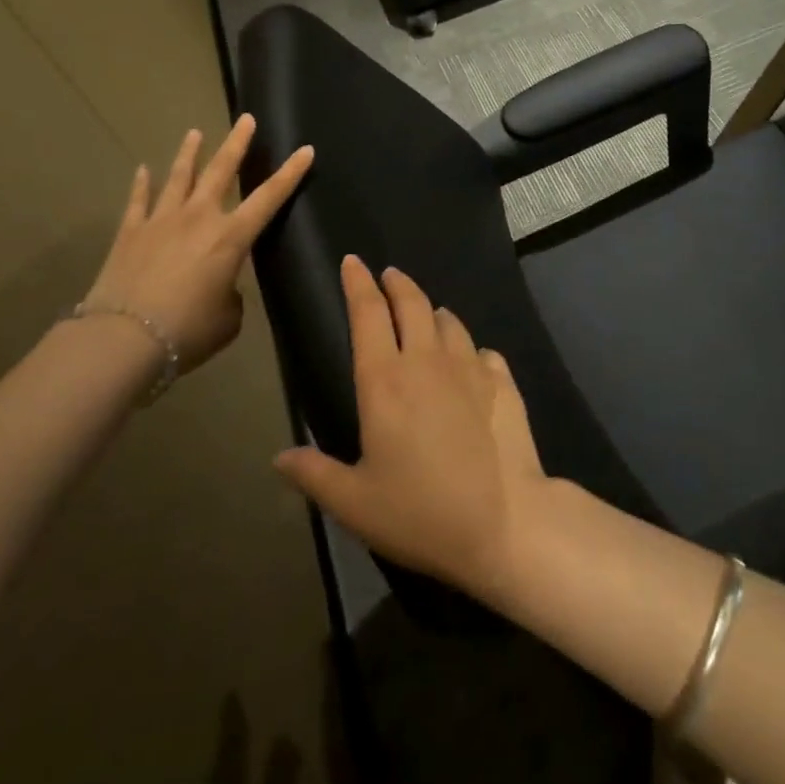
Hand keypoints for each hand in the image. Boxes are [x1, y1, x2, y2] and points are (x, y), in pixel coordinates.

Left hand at [82, 115, 312, 374]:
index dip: (290, 173)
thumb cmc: (187, 331)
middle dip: (237, 143)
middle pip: (221, 171)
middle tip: (246, 119)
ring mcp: (161, 221)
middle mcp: (199, 218)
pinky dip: (142, 184)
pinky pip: (138, 201)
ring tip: (195, 133)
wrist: (122, 339)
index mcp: (231, 237)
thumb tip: (219, 288)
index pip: (269, 197)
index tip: (305, 149)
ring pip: (179, 177)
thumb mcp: (227, 319)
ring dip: (190, 153)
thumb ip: (230, 295)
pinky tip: (143, 170)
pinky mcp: (130, 233)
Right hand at [273, 257, 549, 601]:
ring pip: (449, 322)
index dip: (357, 283)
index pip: (367, 314)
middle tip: (389, 275)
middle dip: (397, 283)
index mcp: (384, 381)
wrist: (505, 522)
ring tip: (428, 315)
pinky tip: (472, 360)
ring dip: (434, 313)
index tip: (352, 262)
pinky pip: (483, 351)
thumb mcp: (355, 503)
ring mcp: (470, 367)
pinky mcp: (502, 382)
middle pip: (411, 303)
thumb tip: (280, 457)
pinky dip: (470, 349)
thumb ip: (315, 475)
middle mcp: (427, 360)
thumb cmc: (420, 512)